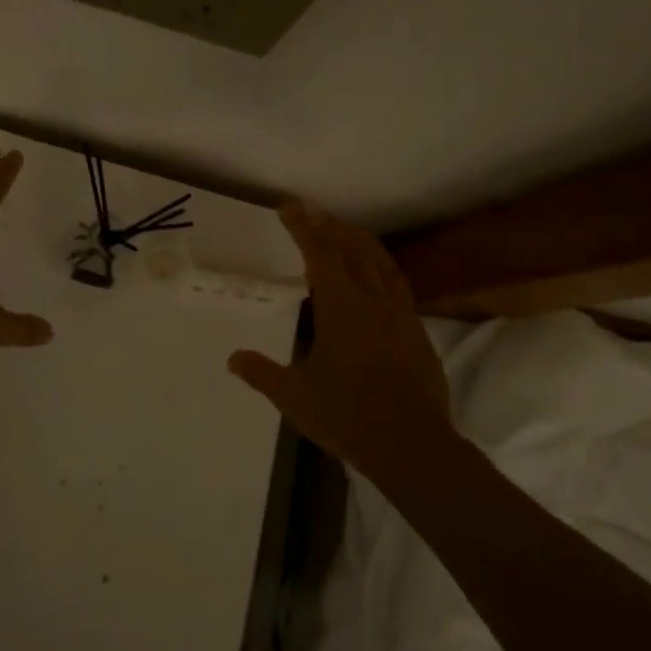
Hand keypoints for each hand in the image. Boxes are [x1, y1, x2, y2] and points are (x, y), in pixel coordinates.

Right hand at [228, 201, 452, 476]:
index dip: (303, 228)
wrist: (411, 444)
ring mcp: (400, 315)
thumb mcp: (294, 396)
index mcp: (341, 307)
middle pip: (353, 250)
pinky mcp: (417, 332)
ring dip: (361, 241)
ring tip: (346, 230)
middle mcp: (373, 301)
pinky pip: (397, 285)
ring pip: (381, 263)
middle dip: (331, 227)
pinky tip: (377, 277)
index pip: (320, 254)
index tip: (290, 207)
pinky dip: (381, 268)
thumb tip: (234, 358)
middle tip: (314, 211)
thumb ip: (262, 373)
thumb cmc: (347, 415)